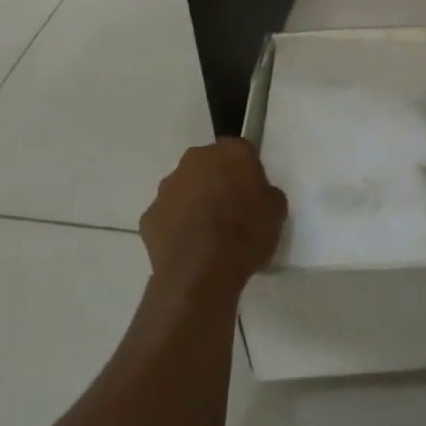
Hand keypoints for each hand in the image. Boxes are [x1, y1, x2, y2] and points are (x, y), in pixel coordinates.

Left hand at [141, 137, 286, 297]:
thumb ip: (265, 192)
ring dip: (194, 201)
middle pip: (209, 164)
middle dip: (217, 180)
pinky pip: (168, 215)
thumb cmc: (246, 235)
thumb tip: (255, 195)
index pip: (241, 151)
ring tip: (207, 233)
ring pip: (185, 188)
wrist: (201, 274)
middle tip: (230, 209)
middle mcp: (195, 160)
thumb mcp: (276, 210)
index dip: (247, 171)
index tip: (252, 192)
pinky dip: (176, 225)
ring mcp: (167, 187)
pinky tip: (188, 247)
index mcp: (230, 152)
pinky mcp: (148, 216)